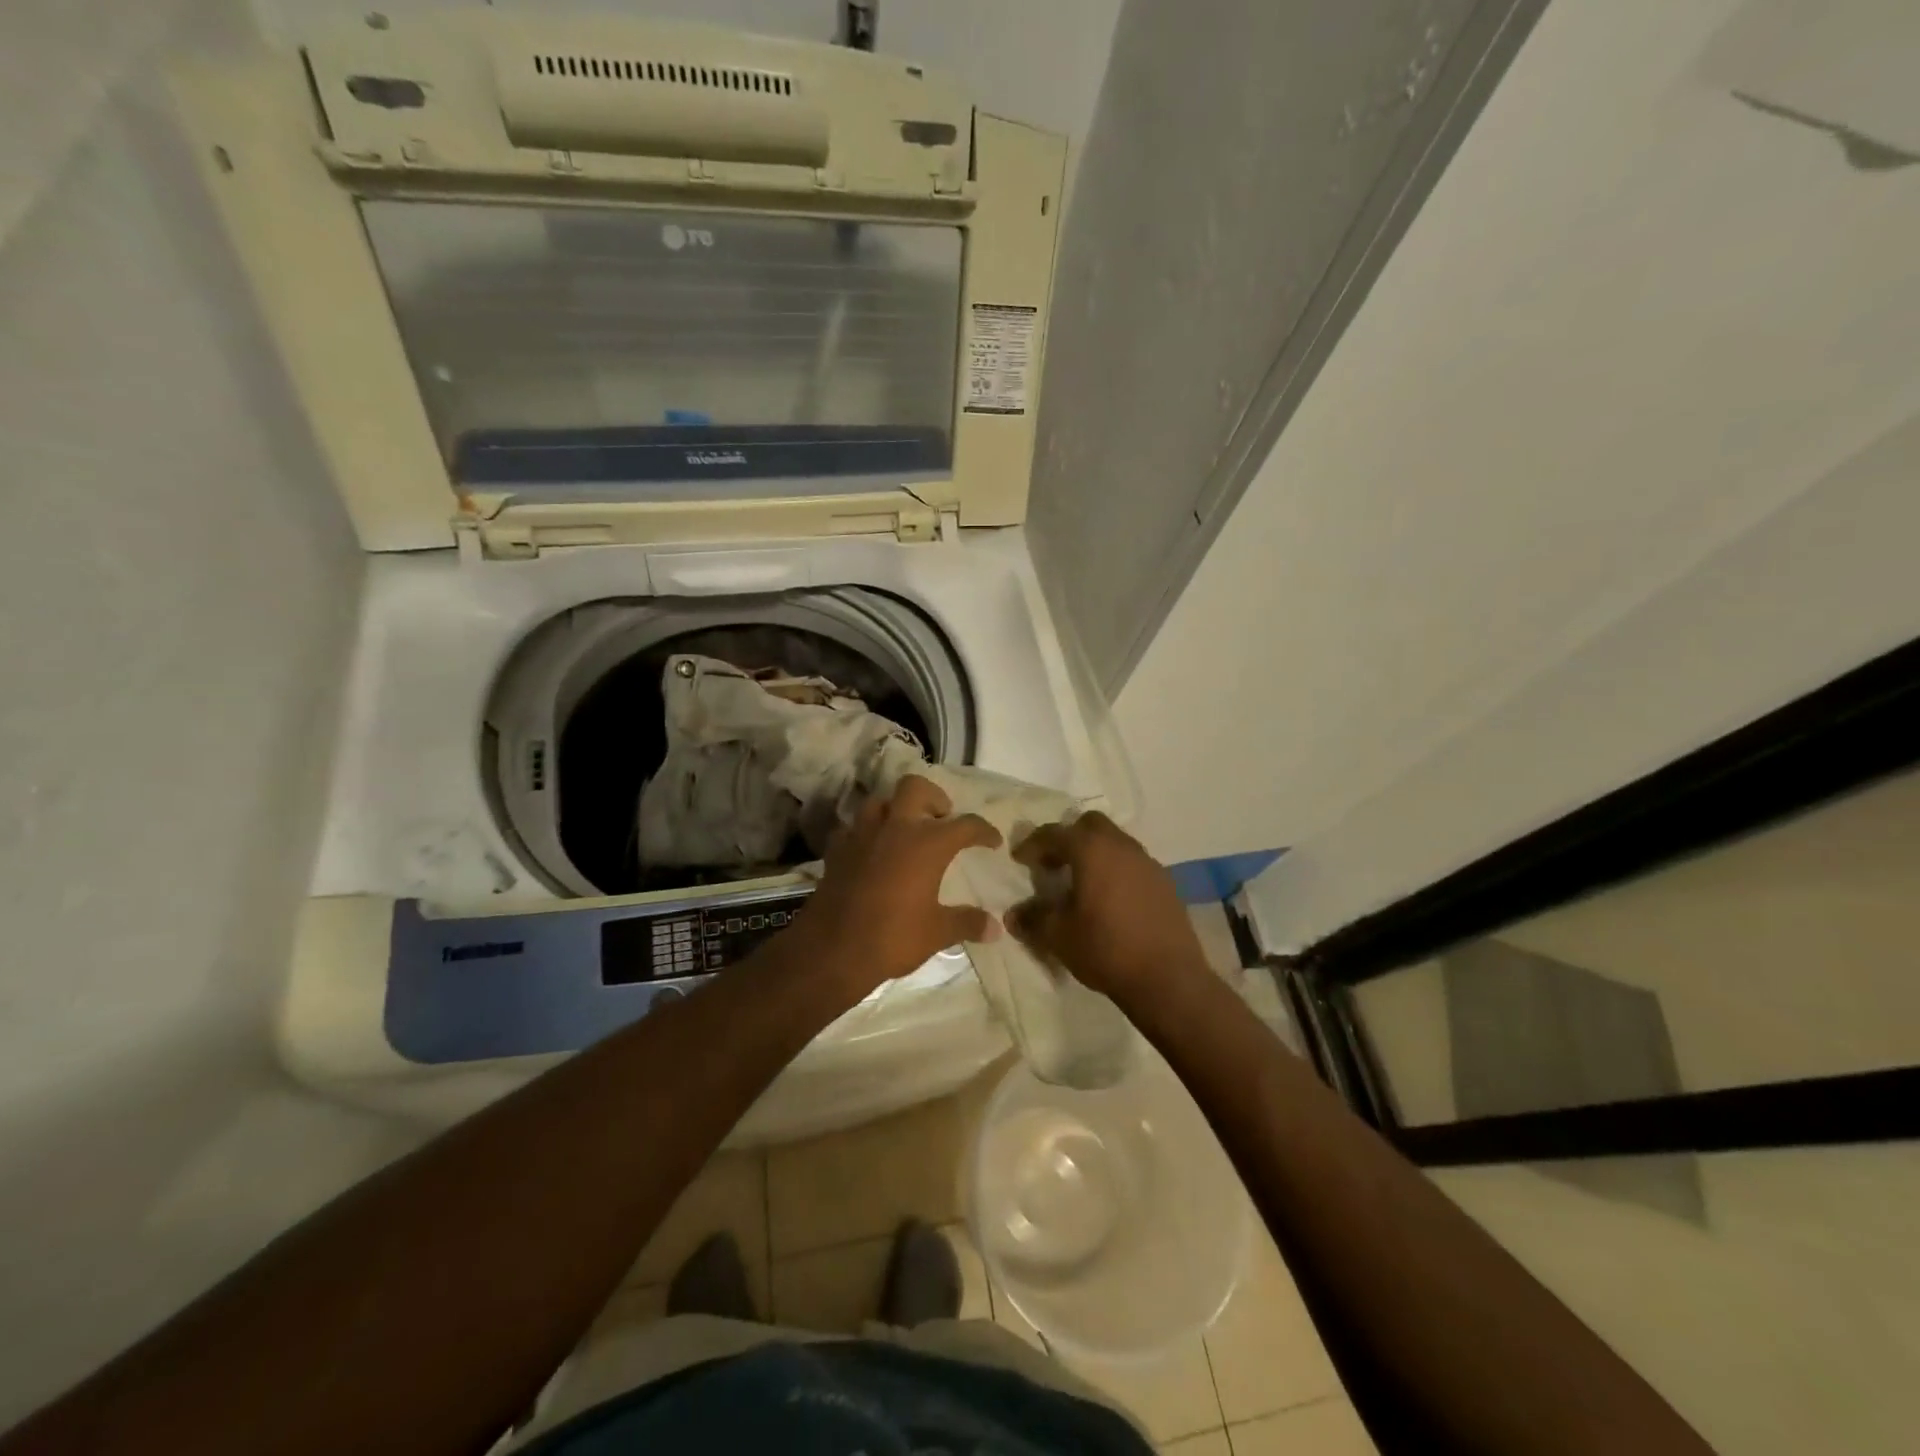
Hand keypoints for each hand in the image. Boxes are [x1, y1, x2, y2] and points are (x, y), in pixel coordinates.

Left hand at [791, 774, 1001, 1003]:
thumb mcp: (937, 932)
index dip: (983, 831)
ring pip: (880, 802)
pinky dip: (867, 833)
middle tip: (942, 819)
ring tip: (905, 831)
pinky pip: (854, 828)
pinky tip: (872, 851)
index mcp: (927, 843)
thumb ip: (967, 923)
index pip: (965, 824)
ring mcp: (862, 835)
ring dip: (896, 810)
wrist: (832, 950)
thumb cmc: (893, 937)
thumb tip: (996, 928)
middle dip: (932, 797)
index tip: (992, 841)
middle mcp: (895, 828)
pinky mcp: (837, 849)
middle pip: (915, 787)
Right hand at [1007, 811, 1211, 1005]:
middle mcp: (1122, 847)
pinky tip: (1110, 900)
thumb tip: (1012, 915)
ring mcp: (1148, 863)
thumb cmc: (1106, 949)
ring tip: (1081, 884)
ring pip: (1115, 843)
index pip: (1055, 833)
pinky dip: (1116, 871)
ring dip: (1095, 854)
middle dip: (1068, 838)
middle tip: (1054, 864)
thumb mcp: (1058, 936)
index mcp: (1092, 850)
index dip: (1033, 844)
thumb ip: (1033, 919)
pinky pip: (1133, 864)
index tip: (1019, 859)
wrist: (1168, 979)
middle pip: (1090, 825)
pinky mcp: (1166, 884)